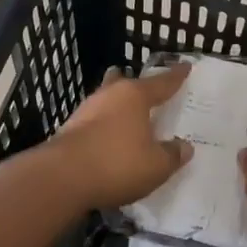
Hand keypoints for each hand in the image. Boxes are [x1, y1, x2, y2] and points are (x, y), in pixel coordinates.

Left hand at [49, 64, 193, 208]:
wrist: (60, 179)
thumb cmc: (117, 164)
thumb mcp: (156, 165)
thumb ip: (173, 154)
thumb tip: (184, 146)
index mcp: (135, 95)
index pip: (162, 82)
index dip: (176, 76)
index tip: (186, 67)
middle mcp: (110, 95)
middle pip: (126, 83)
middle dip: (137, 86)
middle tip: (147, 89)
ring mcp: (85, 111)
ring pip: (107, 101)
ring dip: (118, 107)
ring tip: (129, 116)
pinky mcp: (69, 129)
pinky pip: (95, 121)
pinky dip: (105, 127)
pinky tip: (109, 139)